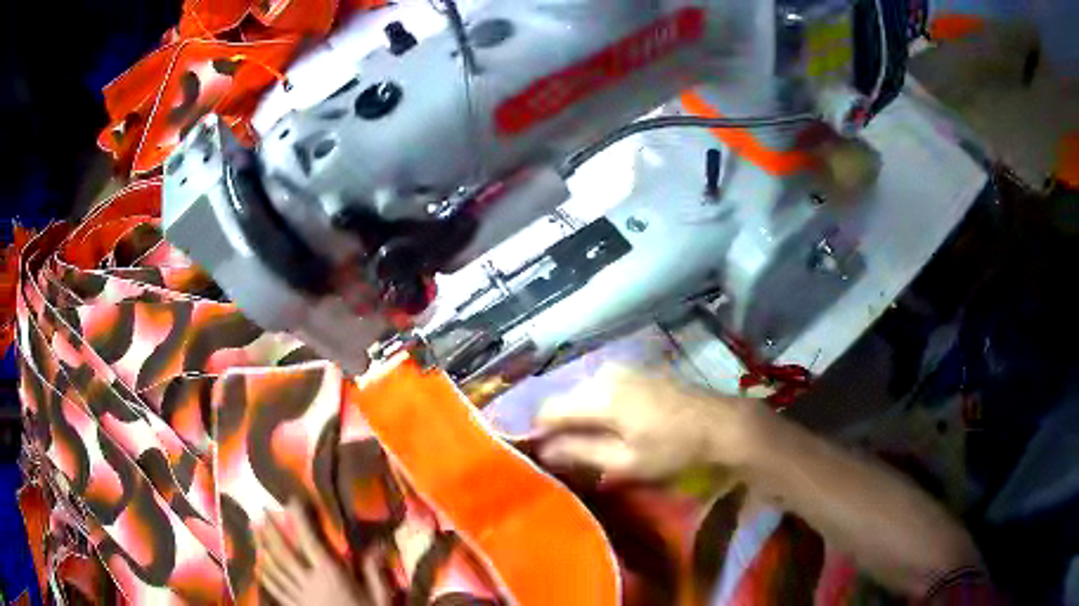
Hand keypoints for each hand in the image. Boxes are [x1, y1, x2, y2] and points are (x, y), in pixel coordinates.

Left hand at [256, 500, 388, 605]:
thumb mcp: (381, 598)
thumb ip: (374, 572)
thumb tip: (376, 545)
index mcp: (331, 574)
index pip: (310, 541)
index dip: (299, 519)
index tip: (291, 500)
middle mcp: (310, 581)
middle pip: (286, 552)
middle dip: (273, 531)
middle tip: (261, 511)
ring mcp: (300, 596)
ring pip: (276, 568)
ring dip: (264, 549)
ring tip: (255, 532)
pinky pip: (277, 590)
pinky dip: (267, 577)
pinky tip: (261, 569)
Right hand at [535, 364, 749, 479]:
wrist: (721, 424)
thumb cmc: (673, 448)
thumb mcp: (625, 461)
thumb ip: (579, 453)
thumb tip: (543, 450)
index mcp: (597, 396)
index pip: (547, 410)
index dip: (538, 433)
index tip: (542, 455)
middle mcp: (603, 374)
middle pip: (564, 400)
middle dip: (561, 426)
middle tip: (570, 455)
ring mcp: (621, 368)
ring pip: (583, 393)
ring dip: (581, 417)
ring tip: (592, 444)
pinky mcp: (636, 370)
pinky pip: (602, 387)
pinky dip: (598, 407)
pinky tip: (614, 426)